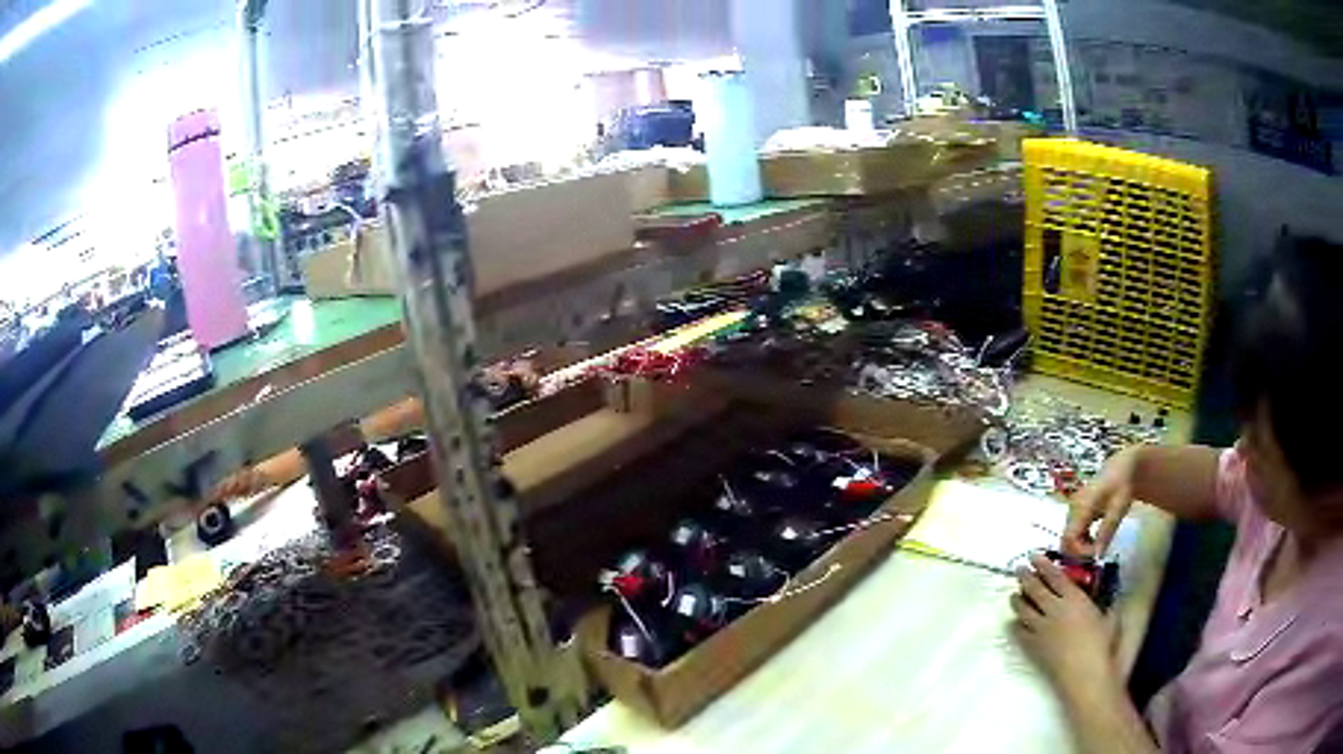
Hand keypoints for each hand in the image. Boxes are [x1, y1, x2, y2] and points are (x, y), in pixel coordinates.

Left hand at [1010, 553, 1116, 697]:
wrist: (1084, 673)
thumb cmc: (1101, 644)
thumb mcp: (1109, 615)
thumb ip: (1106, 601)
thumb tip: (1109, 590)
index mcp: (1074, 598)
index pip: (1054, 576)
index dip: (1042, 564)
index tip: (1034, 556)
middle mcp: (1054, 609)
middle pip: (1035, 589)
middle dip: (1025, 576)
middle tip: (1019, 569)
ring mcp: (1041, 629)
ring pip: (1023, 609)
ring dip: (1018, 599)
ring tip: (1014, 594)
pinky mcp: (1033, 647)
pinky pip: (1019, 632)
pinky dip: (1015, 624)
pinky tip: (1014, 622)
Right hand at [1064, 447, 1139, 556]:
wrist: (1122, 467)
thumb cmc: (1122, 486)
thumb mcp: (1118, 508)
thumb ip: (1106, 532)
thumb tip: (1097, 556)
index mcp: (1081, 506)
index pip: (1069, 538)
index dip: (1079, 553)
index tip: (1096, 556)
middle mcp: (1072, 509)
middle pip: (1065, 540)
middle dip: (1079, 553)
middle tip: (1097, 555)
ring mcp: (1072, 510)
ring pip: (1068, 538)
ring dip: (1080, 548)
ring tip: (1097, 548)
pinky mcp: (1075, 512)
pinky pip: (1072, 533)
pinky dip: (1081, 542)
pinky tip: (1094, 541)